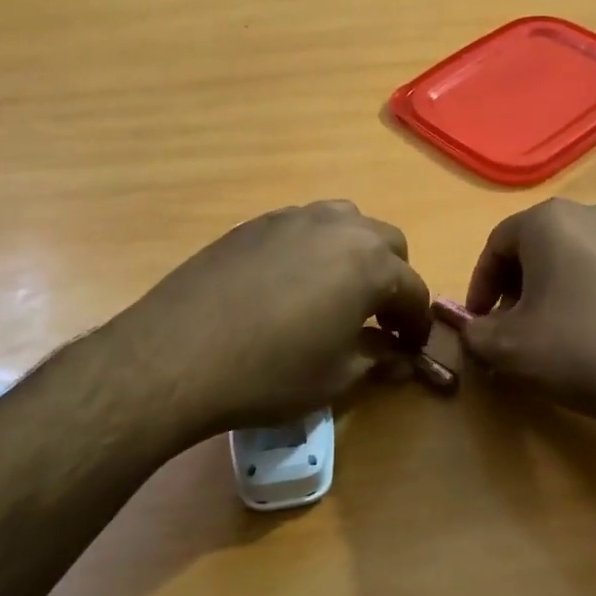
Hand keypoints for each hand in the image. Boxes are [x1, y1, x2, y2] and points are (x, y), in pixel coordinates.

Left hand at [106, 201, 432, 442]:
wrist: (178, 354)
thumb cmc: (269, 372)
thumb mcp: (335, 377)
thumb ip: (378, 359)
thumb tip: (401, 357)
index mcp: (370, 264)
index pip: (413, 289)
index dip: (417, 322)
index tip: (411, 348)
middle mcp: (340, 228)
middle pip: (387, 243)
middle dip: (392, 279)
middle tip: (378, 318)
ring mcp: (295, 218)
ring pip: (346, 223)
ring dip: (355, 253)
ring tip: (337, 291)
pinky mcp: (257, 223)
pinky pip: (304, 226)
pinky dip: (315, 248)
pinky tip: (291, 284)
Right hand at [441, 199, 595, 437]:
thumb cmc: (587, 351)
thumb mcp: (512, 351)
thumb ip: (475, 333)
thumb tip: (467, 327)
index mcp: (550, 221)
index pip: (496, 245)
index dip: (481, 286)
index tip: (481, 322)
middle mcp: (594, 213)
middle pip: (539, 247)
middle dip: (520, 287)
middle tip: (517, 328)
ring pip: (580, 258)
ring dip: (561, 290)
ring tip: (563, 335)